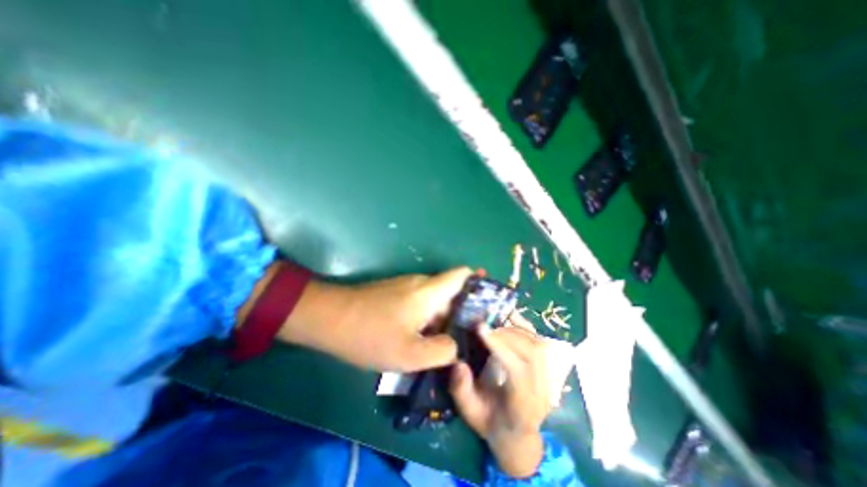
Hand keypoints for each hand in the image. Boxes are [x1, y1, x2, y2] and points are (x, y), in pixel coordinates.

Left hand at [280, 266, 472, 372]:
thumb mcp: (410, 354)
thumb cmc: (370, 334)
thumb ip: (442, 351)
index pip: (462, 274)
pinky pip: (422, 304)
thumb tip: (456, 347)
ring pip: (436, 300)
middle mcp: (422, 283)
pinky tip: (426, 339)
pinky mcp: (396, 295)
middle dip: (464, 311)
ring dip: (445, 318)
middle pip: (452, 291)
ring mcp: (407, 288)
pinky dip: (430, 319)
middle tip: (474, 336)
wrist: (329, 318)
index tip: (489, 304)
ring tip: (452, 343)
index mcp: (430, 291)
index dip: (479, 283)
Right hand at [446, 313, 546, 477]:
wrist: (517, 433)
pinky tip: (509, 316)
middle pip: (532, 353)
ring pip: (537, 343)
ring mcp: (548, 377)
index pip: (517, 371)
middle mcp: (541, 389)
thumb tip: (459, 363)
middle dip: (506, 333)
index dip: (500, 347)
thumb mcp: (470, 413)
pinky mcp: (547, 365)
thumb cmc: (491, 422)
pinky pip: (538, 339)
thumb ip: (462, 390)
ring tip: (494, 317)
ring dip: (515, 326)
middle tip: (483, 322)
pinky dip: (524, 324)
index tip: (481, 328)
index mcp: (522, 405)